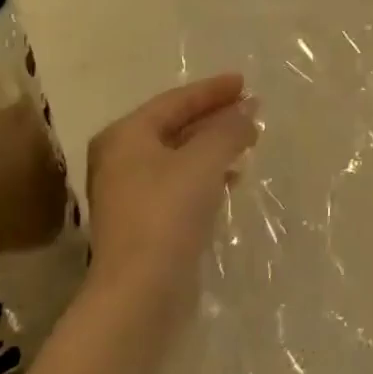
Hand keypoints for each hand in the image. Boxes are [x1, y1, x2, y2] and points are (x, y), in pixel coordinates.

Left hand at [83, 74, 258, 301]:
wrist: (140, 291)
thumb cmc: (167, 212)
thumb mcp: (204, 160)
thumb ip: (229, 129)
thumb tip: (249, 109)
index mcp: (126, 135)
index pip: (175, 101)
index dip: (212, 90)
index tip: (245, 82)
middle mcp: (121, 159)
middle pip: (175, 126)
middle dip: (215, 117)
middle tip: (251, 110)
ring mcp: (130, 193)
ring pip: (180, 156)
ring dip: (214, 146)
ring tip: (249, 142)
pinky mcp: (144, 223)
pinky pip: (181, 183)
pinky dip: (207, 174)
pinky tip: (232, 180)